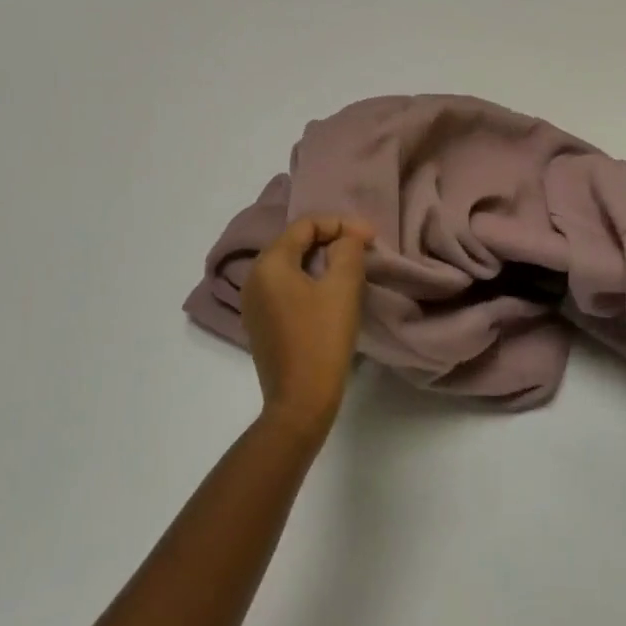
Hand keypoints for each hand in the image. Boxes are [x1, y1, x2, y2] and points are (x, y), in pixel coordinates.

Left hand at [242, 216, 374, 439]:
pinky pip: (286, 287)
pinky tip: (331, 292)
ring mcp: (253, 303)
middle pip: (295, 242)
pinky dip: (310, 280)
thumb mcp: (343, 288)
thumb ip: (347, 250)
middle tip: (363, 248)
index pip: (305, 225)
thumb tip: (347, 237)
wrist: (300, 401)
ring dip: (321, 260)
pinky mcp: (261, 323)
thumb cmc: (322, 339)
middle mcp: (254, 278)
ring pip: (291, 265)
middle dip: (331, 239)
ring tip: (351, 267)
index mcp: (269, 264)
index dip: (340, 224)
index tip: (371, 236)